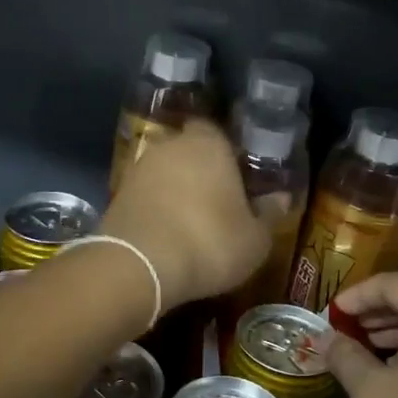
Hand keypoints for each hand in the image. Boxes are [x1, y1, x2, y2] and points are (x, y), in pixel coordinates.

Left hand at [101, 120, 271, 310]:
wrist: (139, 266)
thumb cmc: (210, 243)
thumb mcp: (255, 239)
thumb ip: (268, 214)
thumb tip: (281, 198)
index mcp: (208, 144)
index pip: (217, 131)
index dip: (227, 152)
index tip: (238, 175)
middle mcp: (170, 146)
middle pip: (188, 151)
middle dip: (200, 171)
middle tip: (218, 201)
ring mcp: (138, 170)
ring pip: (164, 174)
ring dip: (176, 192)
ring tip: (192, 223)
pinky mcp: (116, 197)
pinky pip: (145, 197)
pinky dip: (155, 211)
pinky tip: (167, 236)